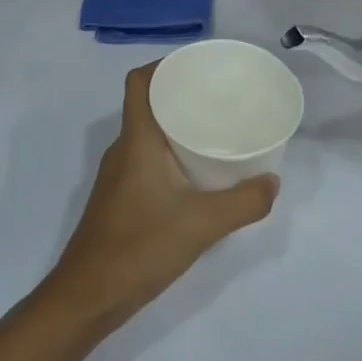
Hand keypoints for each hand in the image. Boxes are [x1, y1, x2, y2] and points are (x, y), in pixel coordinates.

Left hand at [44, 64, 279, 331]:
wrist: (88, 296)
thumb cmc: (140, 247)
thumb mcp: (202, 224)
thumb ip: (243, 202)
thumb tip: (273, 182)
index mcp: (137, 140)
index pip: (140, 82)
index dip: (165, 64)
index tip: (200, 65)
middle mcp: (124, 149)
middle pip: (149, 104)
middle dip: (182, 94)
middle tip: (221, 96)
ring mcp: (119, 175)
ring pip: (149, 134)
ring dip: (178, 126)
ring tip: (217, 129)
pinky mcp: (121, 198)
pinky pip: (148, 159)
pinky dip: (172, 154)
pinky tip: (199, 173)